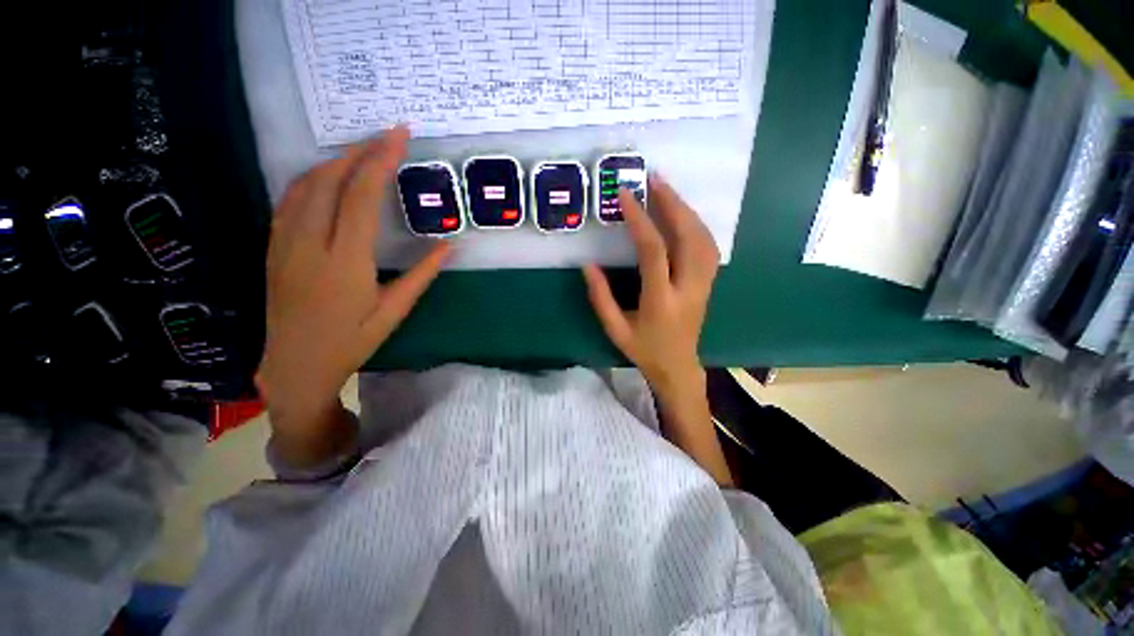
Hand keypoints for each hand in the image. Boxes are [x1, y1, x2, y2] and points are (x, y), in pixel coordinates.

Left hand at [255, 126, 451, 466]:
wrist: (295, 365)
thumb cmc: (351, 342)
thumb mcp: (393, 312)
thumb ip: (422, 275)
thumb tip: (449, 245)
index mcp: (345, 262)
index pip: (361, 196)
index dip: (380, 161)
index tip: (399, 136)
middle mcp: (309, 244)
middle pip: (329, 180)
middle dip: (358, 151)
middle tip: (385, 137)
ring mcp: (285, 243)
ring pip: (304, 185)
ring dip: (334, 162)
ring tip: (361, 153)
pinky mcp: (274, 247)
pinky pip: (290, 200)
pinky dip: (312, 179)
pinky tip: (328, 178)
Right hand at [583, 177, 731, 485]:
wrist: (678, 366)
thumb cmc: (644, 350)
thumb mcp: (615, 329)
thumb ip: (601, 298)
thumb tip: (588, 265)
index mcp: (661, 300)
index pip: (653, 251)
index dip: (640, 220)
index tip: (625, 196)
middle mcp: (688, 287)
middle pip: (688, 236)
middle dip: (671, 203)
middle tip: (653, 179)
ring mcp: (704, 284)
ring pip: (703, 238)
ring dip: (685, 209)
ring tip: (666, 190)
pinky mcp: (709, 282)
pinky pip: (708, 246)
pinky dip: (696, 224)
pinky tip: (682, 214)